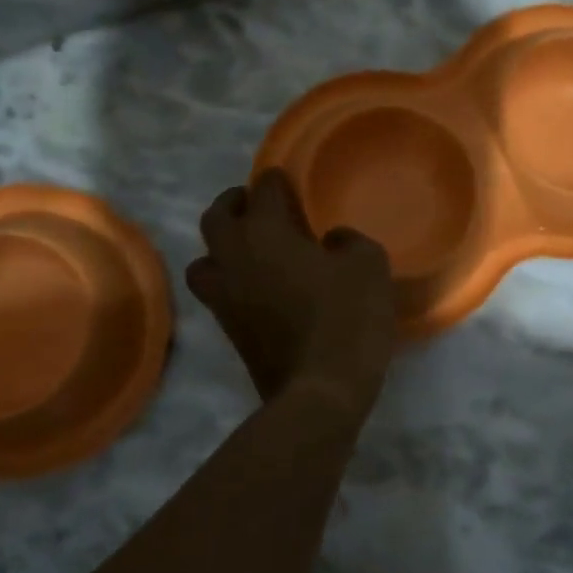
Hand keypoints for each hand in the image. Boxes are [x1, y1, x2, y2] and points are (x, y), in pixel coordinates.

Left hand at [186, 169, 396, 412]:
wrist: (320, 392)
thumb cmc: (346, 317)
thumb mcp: (368, 265)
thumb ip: (349, 241)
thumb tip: (331, 241)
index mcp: (265, 232)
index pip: (262, 190)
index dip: (275, 181)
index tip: (286, 180)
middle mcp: (234, 258)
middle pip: (216, 217)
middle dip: (234, 203)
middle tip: (256, 205)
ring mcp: (224, 297)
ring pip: (204, 259)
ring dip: (221, 247)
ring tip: (247, 250)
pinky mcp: (228, 330)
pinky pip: (216, 292)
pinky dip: (228, 280)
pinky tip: (257, 286)